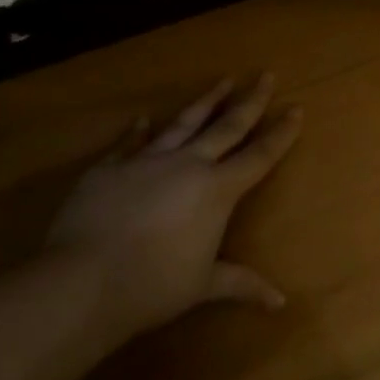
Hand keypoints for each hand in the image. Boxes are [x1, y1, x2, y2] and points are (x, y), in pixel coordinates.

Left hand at [47, 74, 301, 339]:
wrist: (83, 282)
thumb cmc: (154, 285)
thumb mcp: (203, 285)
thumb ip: (241, 284)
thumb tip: (279, 303)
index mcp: (218, 189)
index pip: (260, 154)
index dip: (281, 132)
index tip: (296, 108)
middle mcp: (188, 165)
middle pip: (227, 126)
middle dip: (250, 100)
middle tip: (265, 75)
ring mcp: (147, 161)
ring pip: (184, 123)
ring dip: (206, 101)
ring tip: (223, 80)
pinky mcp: (110, 168)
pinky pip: (129, 143)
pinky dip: (137, 130)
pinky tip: (142, 118)